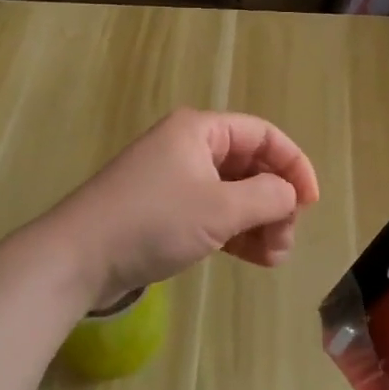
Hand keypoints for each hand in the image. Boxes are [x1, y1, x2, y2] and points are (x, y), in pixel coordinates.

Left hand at [49, 108, 320, 307]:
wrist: (78, 258)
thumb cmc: (153, 222)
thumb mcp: (220, 208)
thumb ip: (267, 197)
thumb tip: (290, 195)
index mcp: (201, 131)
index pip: (263, 135)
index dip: (294, 165)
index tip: (310, 202)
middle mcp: (189, 147)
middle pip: (250, 165)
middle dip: (275, 201)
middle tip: (286, 239)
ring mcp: (175, 179)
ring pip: (234, 193)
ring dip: (259, 221)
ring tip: (274, 258)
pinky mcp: (165, 210)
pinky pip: (213, 212)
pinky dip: (236, 231)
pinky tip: (254, 258)